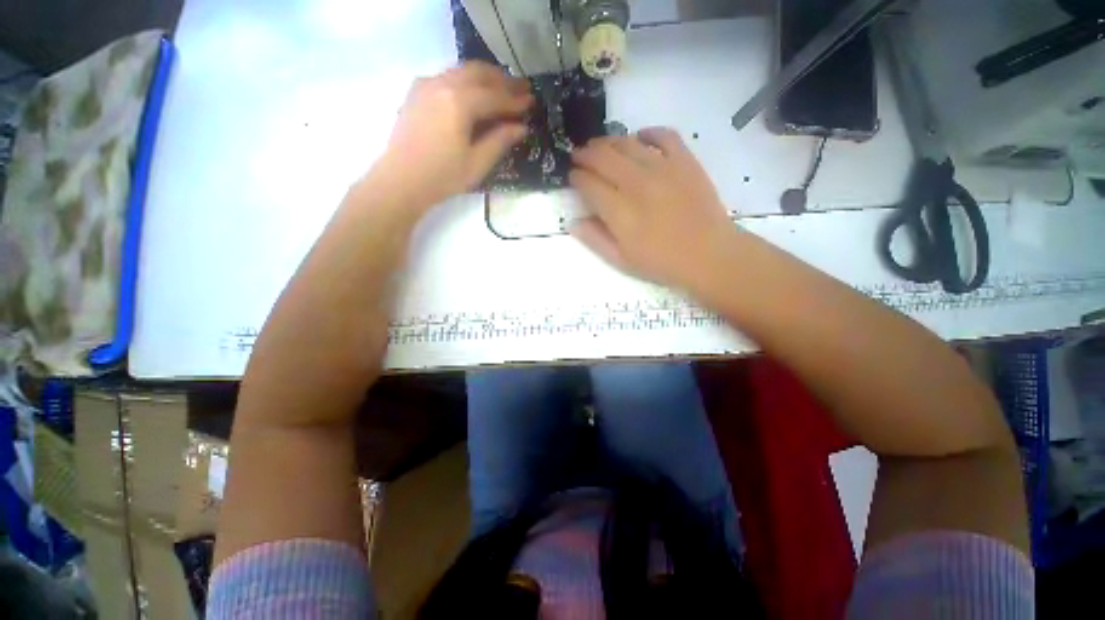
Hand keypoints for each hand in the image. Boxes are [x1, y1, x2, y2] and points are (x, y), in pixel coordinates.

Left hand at [373, 61, 532, 208]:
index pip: (494, 96)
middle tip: (521, 88)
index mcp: (459, 102)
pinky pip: (447, 76)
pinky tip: (472, 93)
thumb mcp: (477, 163)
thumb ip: (500, 141)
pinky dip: (465, 80)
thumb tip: (521, 127)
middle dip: (502, 80)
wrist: (401, 181)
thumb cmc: (442, 176)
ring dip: (484, 77)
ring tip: (502, 88)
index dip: (515, 100)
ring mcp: (426, 85)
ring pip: (461, 71)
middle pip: (478, 73)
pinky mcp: (416, 92)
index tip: (532, 101)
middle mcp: (442, 84)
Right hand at [569, 127, 739, 292]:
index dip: (576, 177)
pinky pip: (664, 135)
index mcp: (619, 211)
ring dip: (608, 142)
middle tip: (579, 156)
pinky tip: (640, 138)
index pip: (588, 183)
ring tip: (601, 147)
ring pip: (627, 143)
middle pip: (603, 157)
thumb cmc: (661, 263)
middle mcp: (637, 183)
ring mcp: (663, 168)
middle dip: (585, 154)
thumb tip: (573, 222)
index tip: (572, 177)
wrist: (708, 255)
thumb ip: (595, 239)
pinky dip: (648, 133)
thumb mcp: (621, 260)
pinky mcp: (685, 161)